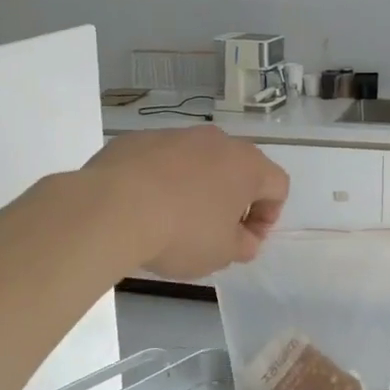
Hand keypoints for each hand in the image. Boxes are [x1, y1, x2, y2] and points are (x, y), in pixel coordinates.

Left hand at [84, 127, 288, 279]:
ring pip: (197, 161)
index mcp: (246, 165)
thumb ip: (244, 245)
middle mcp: (215, 141)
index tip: (245, 240)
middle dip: (232, 198)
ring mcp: (174, 135)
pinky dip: (160, 180)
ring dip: (196, 187)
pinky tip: (143, 206)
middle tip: (215, 230)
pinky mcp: (138, 139)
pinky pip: (161, 160)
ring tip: (174, 219)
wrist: (112, 208)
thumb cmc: (181, 233)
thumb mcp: (222, 253)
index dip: (268, 216)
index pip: (277, 186)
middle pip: (237, 167)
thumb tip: (245, 237)